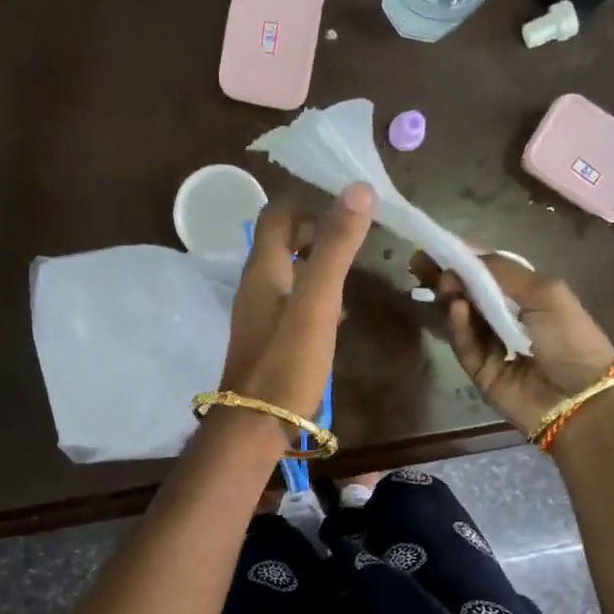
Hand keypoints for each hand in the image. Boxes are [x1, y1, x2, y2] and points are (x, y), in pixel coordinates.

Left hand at [219, 183, 374, 426]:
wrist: (257, 425)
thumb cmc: (287, 361)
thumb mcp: (317, 301)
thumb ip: (336, 247)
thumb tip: (357, 189)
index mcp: (263, 268)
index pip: (277, 213)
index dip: (309, 203)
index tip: (347, 208)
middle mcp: (256, 284)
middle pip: (282, 241)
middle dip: (317, 231)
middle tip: (357, 237)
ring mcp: (261, 313)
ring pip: (289, 272)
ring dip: (318, 263)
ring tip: (355, 268)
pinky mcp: (270, 338)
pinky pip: (293, 302)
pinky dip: (316, 294)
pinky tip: (339, 312)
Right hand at [413, 251, 613, 434]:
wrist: (581, 398)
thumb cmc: (570, 338)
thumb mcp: (545, 292)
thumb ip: (504, 271)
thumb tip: (466, 255)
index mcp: (528, 297)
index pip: (489, 274)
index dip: (465, 260)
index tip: (438, 247)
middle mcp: (508, 319)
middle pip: (469, 295)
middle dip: (447, 278)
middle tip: (422, 262)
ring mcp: (492, 347)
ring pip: (462, 318)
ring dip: (452, 298)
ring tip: (444, 282)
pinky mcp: (480, 372)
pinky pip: (465, 345)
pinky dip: (459, 326)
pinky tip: (456, 308)